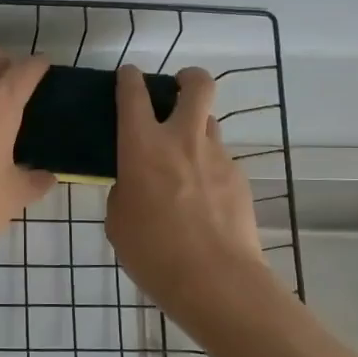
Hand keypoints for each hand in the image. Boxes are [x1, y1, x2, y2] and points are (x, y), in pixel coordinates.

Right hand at [106, 66, 263, 310]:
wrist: (215, 280)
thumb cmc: (152, 252)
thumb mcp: (118, 220)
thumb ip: (125, 189)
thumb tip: (136, 182)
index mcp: (142, 146)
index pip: (133, 94)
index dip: (129, 78)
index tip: (127, 76)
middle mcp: (182, 139)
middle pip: (196, 85)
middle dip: (187, 78)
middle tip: (176, 92)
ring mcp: (217, 156)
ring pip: (209, 123)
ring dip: (196, 129)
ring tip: (185, 159)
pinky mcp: (240, 178)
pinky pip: (220, 160)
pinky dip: (208, 168)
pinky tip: (202, 200)